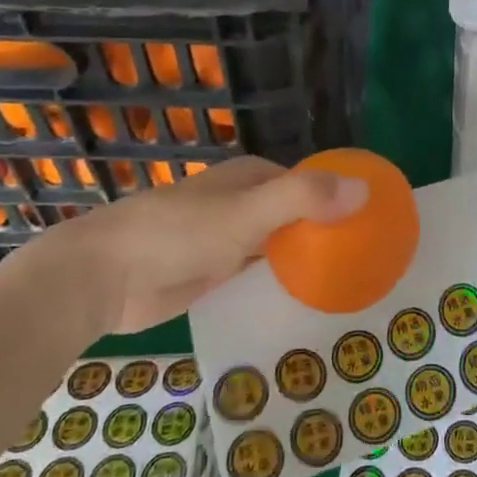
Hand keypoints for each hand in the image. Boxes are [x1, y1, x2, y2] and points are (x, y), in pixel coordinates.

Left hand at [24, 156, 367, 333]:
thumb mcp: (246, 213)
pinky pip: (261, 272)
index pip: (313, 183)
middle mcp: (245, 202)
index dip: (343, 199)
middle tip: (369, 261)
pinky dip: (282, 280)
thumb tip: (365, 189)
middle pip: (300, 214)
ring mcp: (229, 238)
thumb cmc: (175, 234)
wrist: (100, 279)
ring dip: (308, 258)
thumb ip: (303, 199)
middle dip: (329, 231)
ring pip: (282, 244)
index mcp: (254, 176)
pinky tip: (308, 299)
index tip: (376, 225)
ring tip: (350, 282)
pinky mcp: (215, 272)